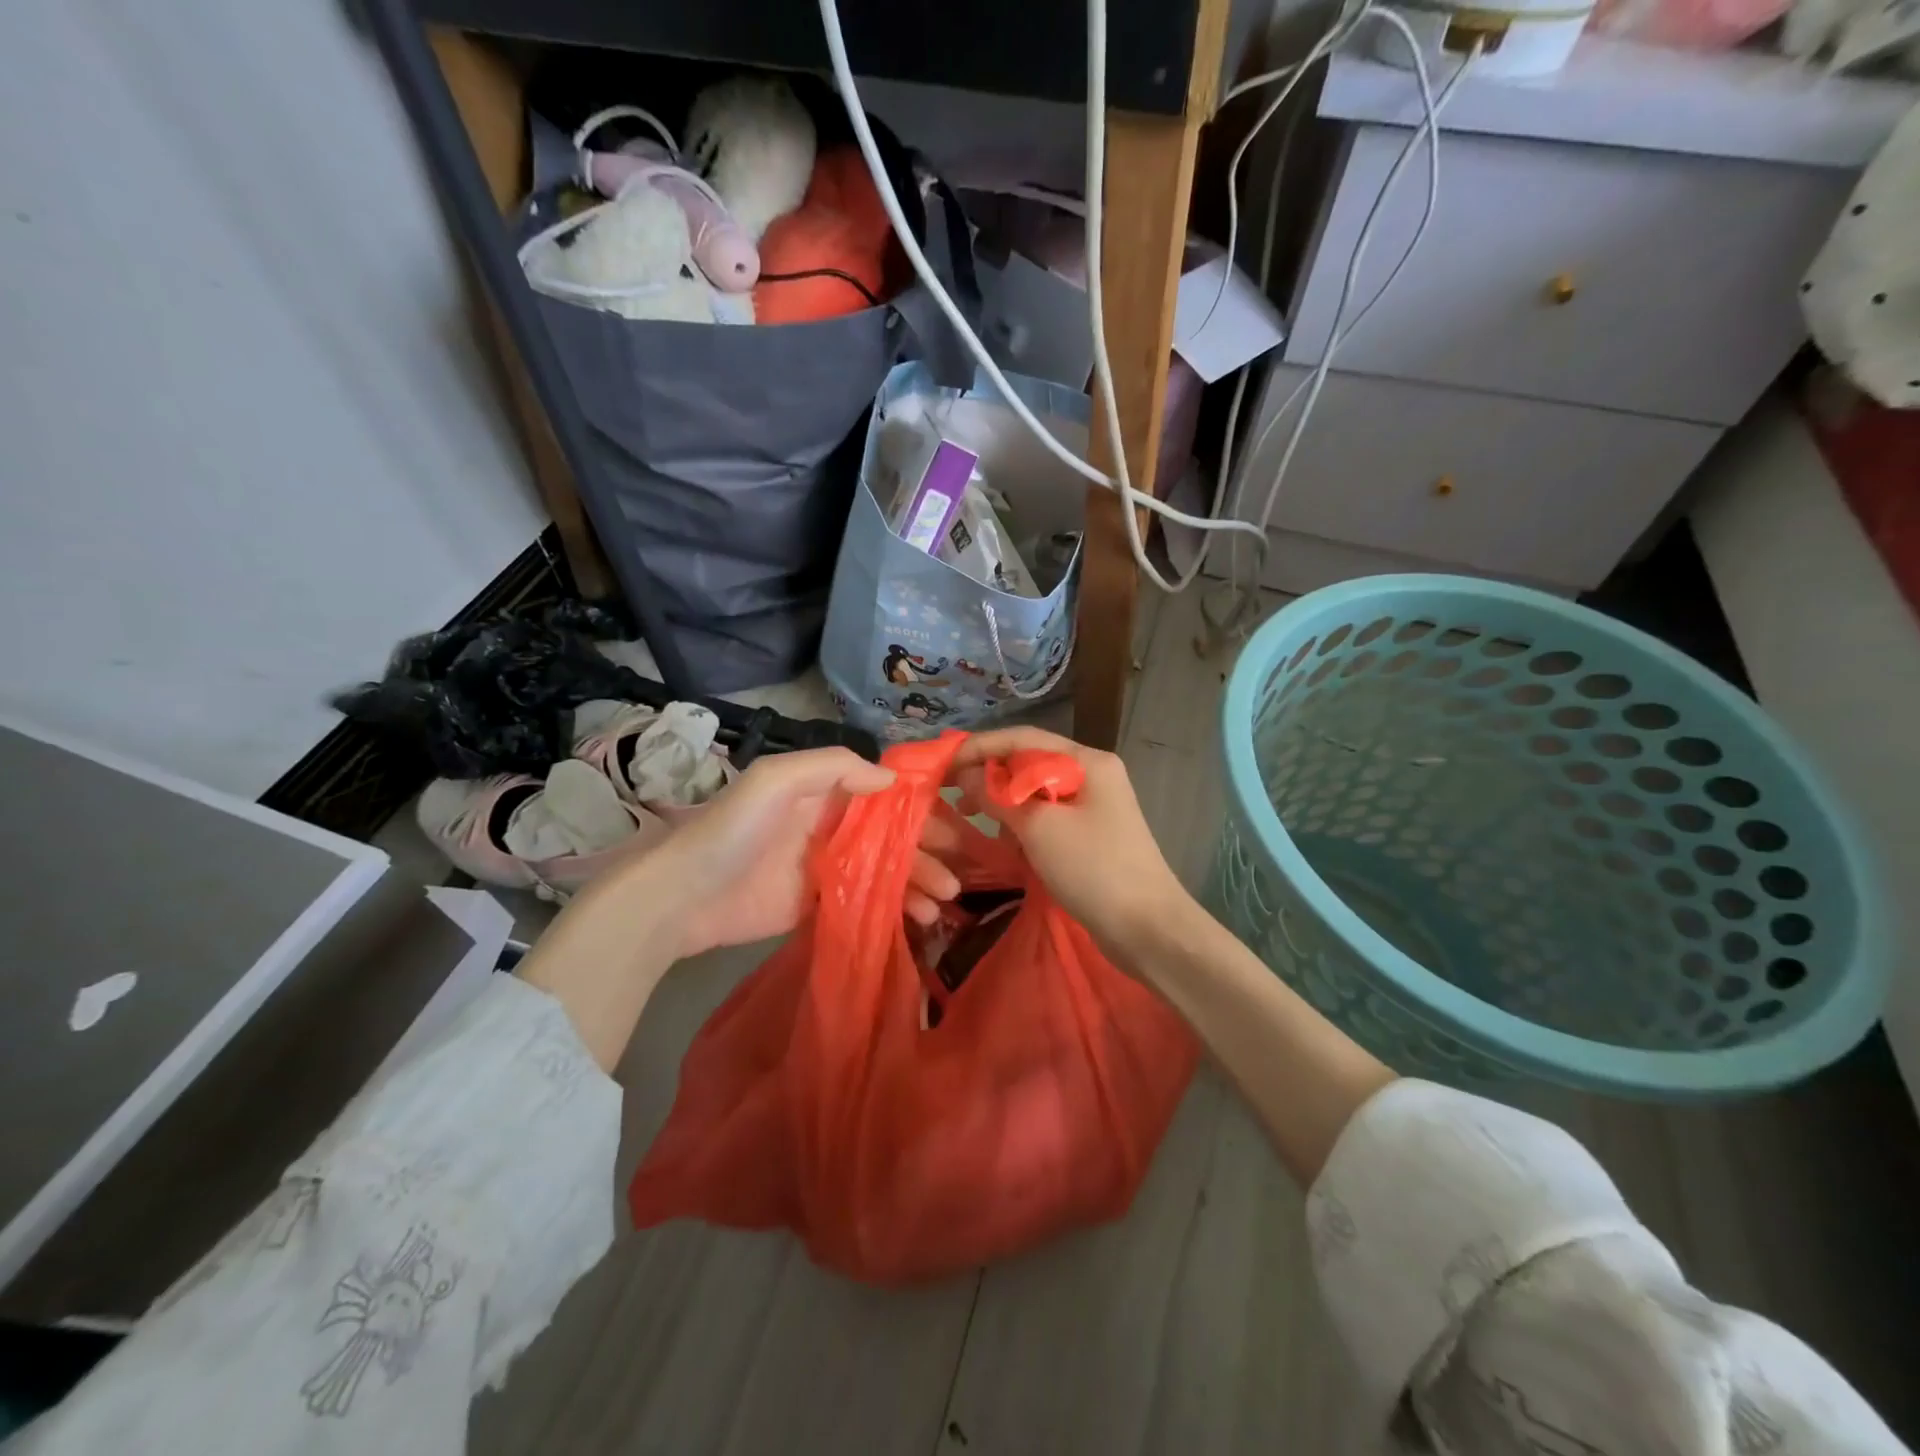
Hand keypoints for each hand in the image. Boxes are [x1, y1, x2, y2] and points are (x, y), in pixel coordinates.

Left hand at [664, 748, 960, 957]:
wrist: (681, 898)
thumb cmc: (733, 830)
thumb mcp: (775, 780)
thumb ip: (832, 767)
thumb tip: (892, 780)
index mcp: (825, 791)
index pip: (885, 795)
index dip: (921, 808)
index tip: (954, 825)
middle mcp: (832, 825)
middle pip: (893, 835)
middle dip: (928, 851)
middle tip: (957, 874)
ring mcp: (827, 867)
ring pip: (886, 870)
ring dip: (918, 882)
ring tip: (944, 903)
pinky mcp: (819, 903)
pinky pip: (868, 901)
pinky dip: (896, 908)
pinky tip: (920, 919)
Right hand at [951, 727, 1190, 964]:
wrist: (1147, 928)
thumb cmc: (1093, 869)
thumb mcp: (1039, 829)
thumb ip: (998, 797)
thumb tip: (966, 775)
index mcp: (1087, 760)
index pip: (1023, 738)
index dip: (980, 747)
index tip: (944, 763)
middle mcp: (1092, 774)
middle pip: (1029, 762)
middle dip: (990, 776)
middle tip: (952, 794)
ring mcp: (1093, 805)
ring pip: (1036, 792)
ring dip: (1004, 803)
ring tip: (972, 818)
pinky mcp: (1090, 834)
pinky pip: (1047, 817)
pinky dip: (1023, 825)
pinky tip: (1007, 844)